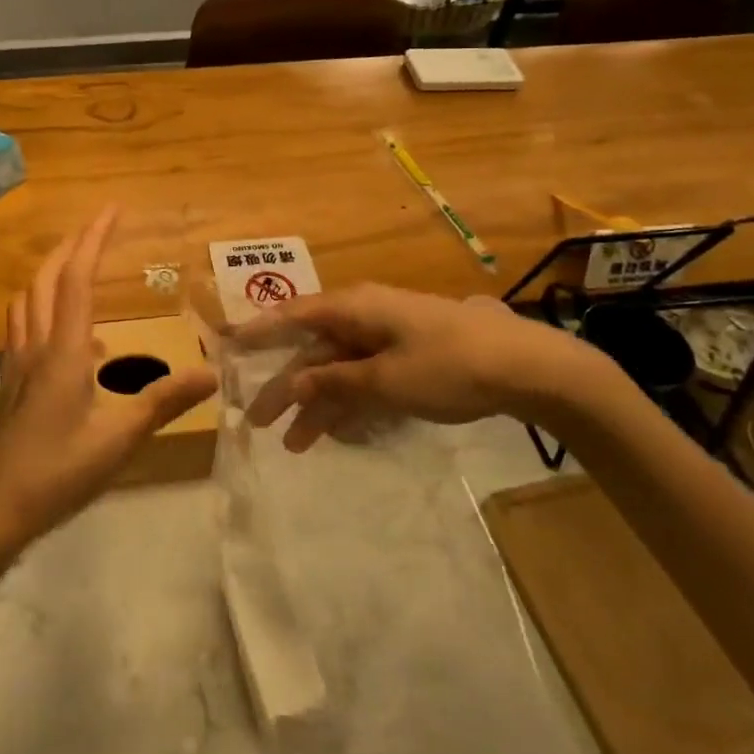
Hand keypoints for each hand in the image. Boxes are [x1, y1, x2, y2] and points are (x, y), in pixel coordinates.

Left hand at [0, 209, 218, 550]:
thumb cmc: (57, 471)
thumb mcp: (118, 439)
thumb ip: (163, 402)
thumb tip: (210, 372)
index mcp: (63, 351)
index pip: (78, 279)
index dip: (94, 240)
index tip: (112, 210)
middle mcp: (36, 346)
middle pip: (47, 279)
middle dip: (71, 246)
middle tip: (97, 227)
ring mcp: (17, 364)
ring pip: (28, 299)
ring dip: (50, 272)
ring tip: (76, 265)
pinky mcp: (9, 383)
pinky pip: (23, 326)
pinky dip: (42, 307)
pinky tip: (65, 334)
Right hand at [235, 283, 621, 451]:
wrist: (527, 367)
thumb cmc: (448, 365)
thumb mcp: (385, 379)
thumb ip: (335, 382)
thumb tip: (293, 383)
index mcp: (354, 308)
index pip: (293, 316)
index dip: (258, 331)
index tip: (225, 346)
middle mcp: (365, 318)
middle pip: (313, 351)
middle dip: (285, 386)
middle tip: (256, 420)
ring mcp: (387, 339)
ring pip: (338, 370)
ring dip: (316, 405)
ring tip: (293, 445)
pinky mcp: (408, 360)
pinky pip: (364, 380)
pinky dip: (348, 405)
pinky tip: (334, 434)